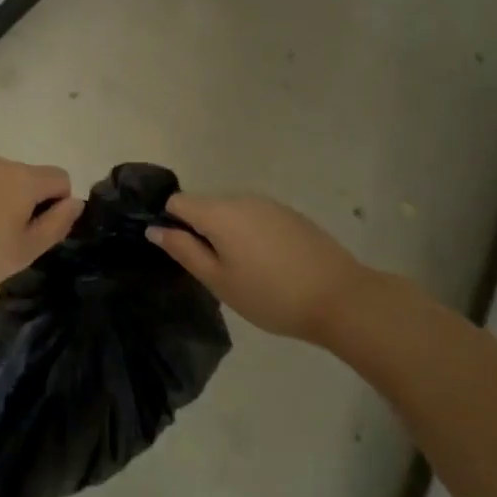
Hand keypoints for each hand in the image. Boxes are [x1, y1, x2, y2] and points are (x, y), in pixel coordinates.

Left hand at [0, 156, 83, 294]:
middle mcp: (1, 164)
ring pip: (3, 184)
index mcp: (24, 178)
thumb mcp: (25, 250)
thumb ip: (56, 224)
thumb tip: (76, 202)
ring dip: (3, 206)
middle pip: (31, 180)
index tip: (38, 234)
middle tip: (12, 244)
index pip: (61, 179)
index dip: (58, 206)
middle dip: (30, 207)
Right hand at [147, 193, 369, 346]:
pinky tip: (267, 265)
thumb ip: (183, 251)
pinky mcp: (290, 214)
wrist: (341, 298)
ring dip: (226, 233)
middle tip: (211, 271)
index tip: (178, 252)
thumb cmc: (270, 295)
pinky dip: (250, 234)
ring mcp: (268, 204)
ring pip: (231, 211)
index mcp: (218, 212)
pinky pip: (255, 217)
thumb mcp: (219, 280)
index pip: (177, 201)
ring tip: (241, 272)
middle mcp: (240, 198)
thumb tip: (155, 229)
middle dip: (199, 230)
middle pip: (204, 205)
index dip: (169, 222)